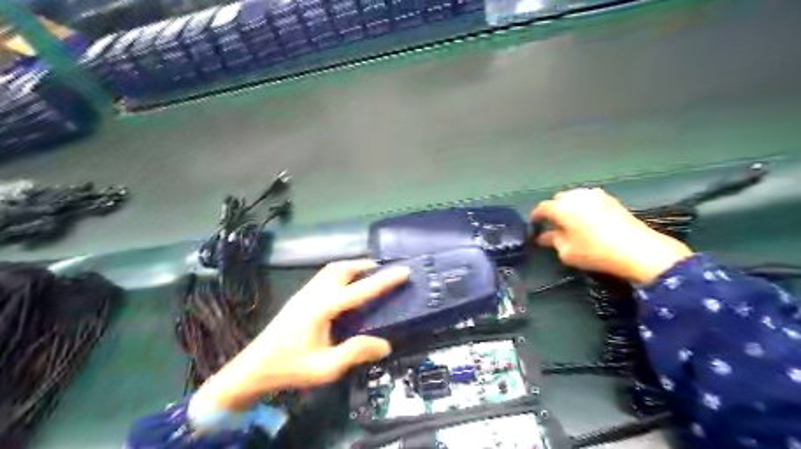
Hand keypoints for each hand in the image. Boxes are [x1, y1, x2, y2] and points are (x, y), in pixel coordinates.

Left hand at [192, 260, 406, 410]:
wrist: (253, 368)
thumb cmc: (290, 368)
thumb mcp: (326, 367)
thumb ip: (356, 353)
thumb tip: (385, 344)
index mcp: (323, 307)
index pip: (361, 289)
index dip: (385, 280)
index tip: (404, 271)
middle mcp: (314, 294)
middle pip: (341, 268)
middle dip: (364, 265)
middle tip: (383, 271)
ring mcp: (304, 294)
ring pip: (331, 270)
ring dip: (351, 267)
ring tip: (367, 275)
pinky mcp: (299, 298)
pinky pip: (324, 277)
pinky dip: (340, 274)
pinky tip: (345, 289)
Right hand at [531, 188, 691, 283]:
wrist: (637, 249)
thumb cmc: (595, 252)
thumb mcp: (567, 252)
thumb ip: (552, 241)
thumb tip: (544, 237)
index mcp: (562, 207)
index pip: (542, 208)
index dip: (535, 217)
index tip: (534, 226)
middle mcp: (577, 196)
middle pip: (558, 199)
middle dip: (553, 210)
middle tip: (552, 225)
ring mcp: (596, 195)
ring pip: (574, 197)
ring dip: (568, 207)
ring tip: (570, 222)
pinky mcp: (611, 199)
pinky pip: (589, 199)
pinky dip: (583, 207)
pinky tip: (586, 220)